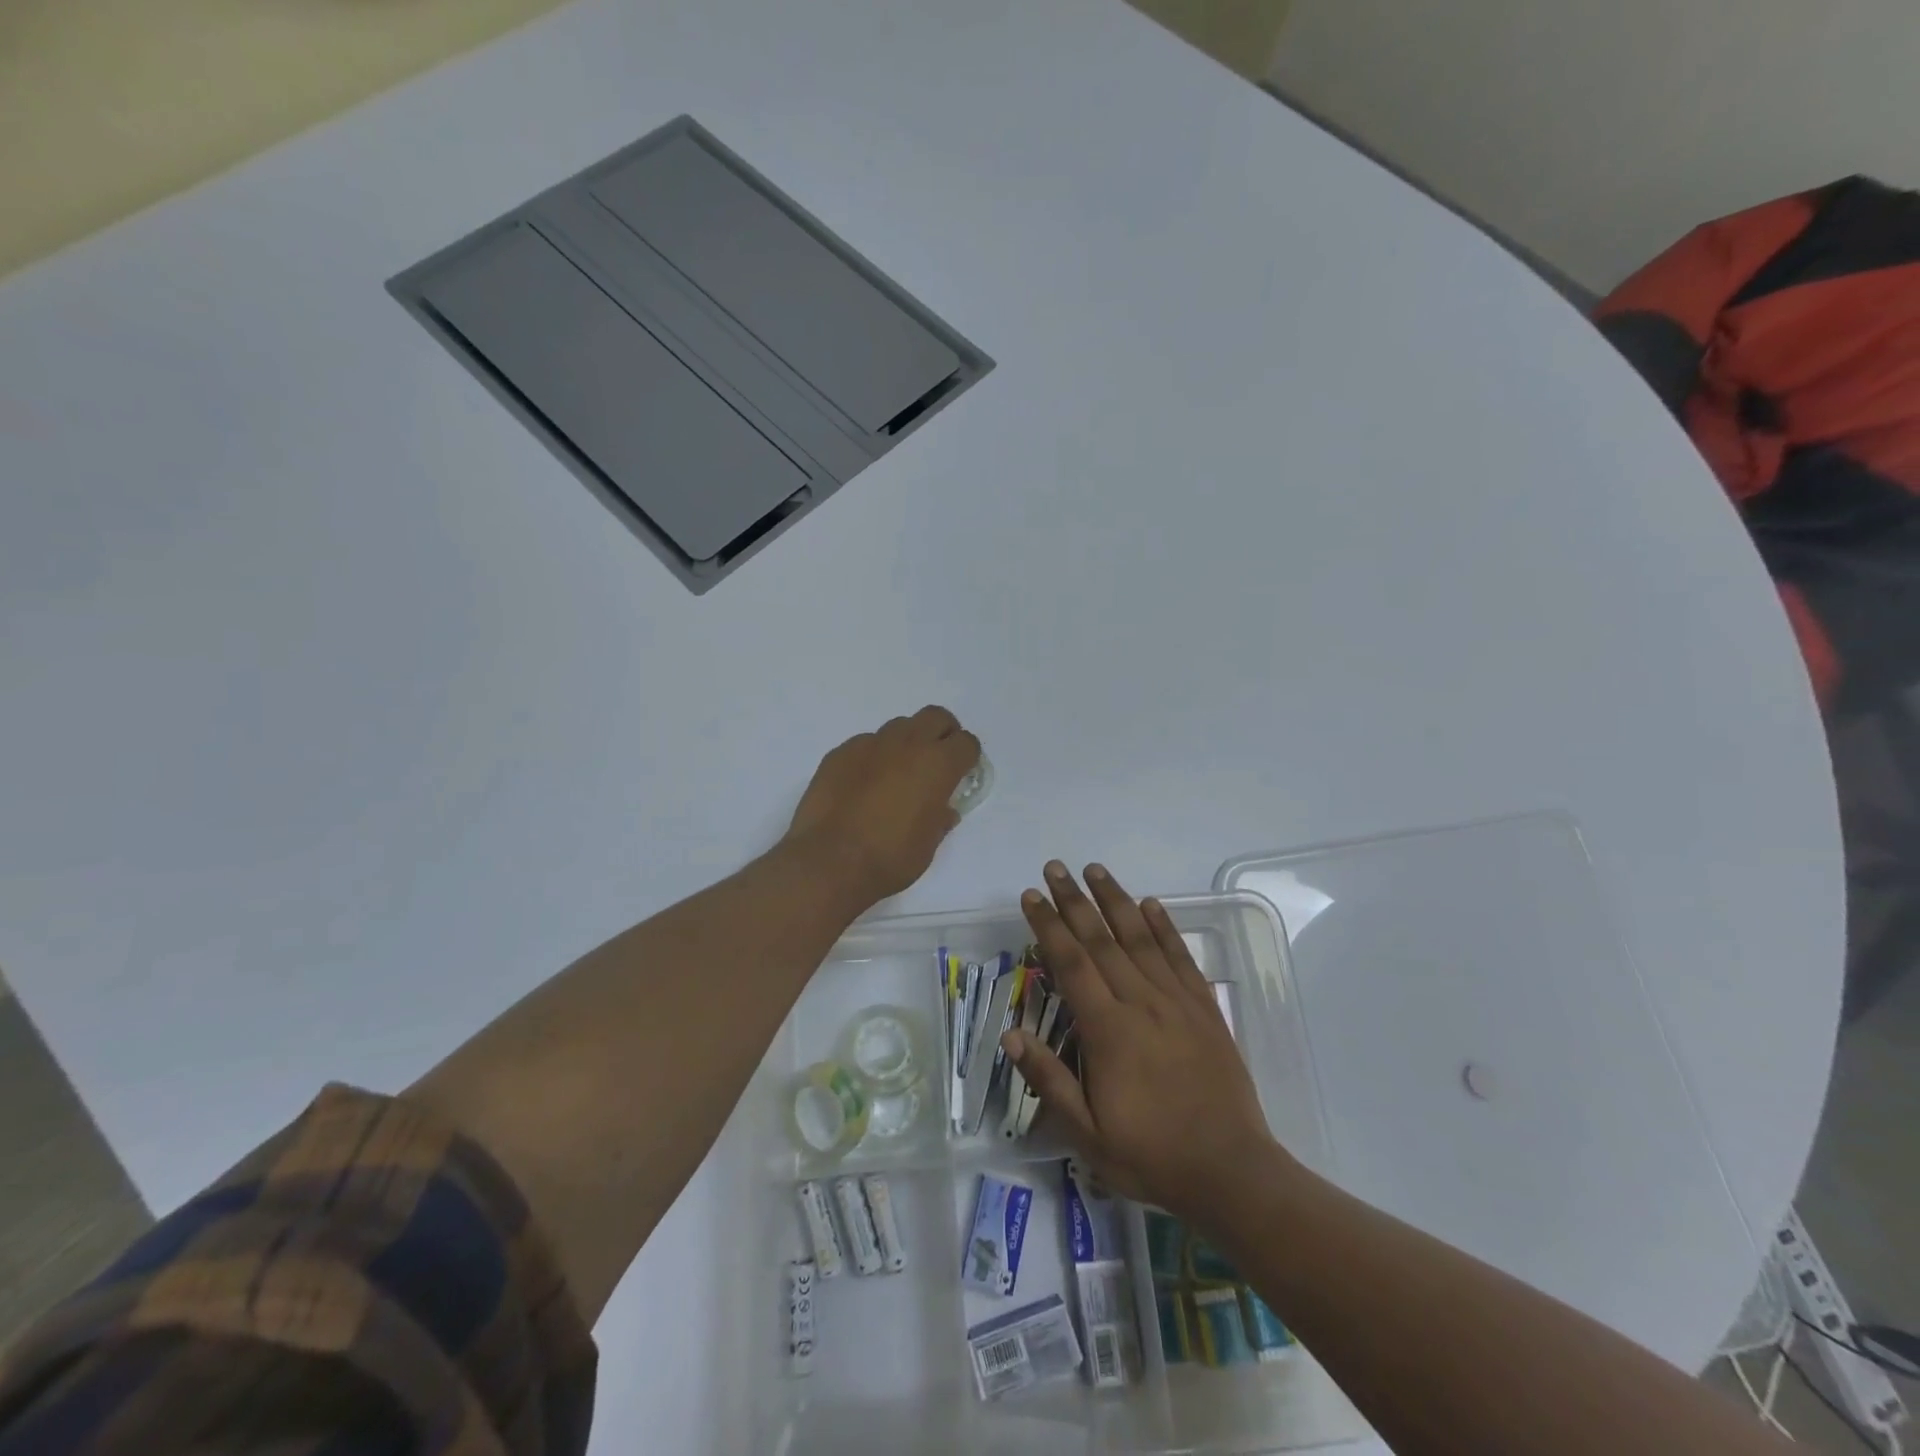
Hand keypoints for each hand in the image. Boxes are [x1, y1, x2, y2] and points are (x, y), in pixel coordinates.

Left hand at [784, 706, 980, 905]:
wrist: (828, 862)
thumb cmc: (889, 859)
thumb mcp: (928, 846)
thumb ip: (939, 819)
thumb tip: (942, 809)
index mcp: (937, 765)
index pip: (966, 743)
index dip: (967, 758)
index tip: (961, 774)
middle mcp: (907, 744)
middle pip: (935, 716)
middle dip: (942, 733)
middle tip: (936, 761)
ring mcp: (870, 744)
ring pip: (898, 727)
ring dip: (906, 743)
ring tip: (897, 774)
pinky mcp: (840, 753)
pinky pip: (865, 744)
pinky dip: (873, 757)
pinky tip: (863, 785)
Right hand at [1005, 862, 1290, 1221]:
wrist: (1232, 1172)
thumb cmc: (1152, 1155)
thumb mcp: (1088, 1134)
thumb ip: (1049, 1080)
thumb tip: (1010, 1034)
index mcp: (1108, 1030)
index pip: (1071, 963)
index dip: (1048, 926)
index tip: (1032, 896)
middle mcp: (1141, 1003)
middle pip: (1101, 940)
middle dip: (1075, 900)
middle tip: (1056, 867)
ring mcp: (1177, 1001)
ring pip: (1140, 938)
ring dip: (1115, 900)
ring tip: (1095, 869)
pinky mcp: (1204, 1007)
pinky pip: (1180, 956)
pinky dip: (1164, 927)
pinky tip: (1151, 904)